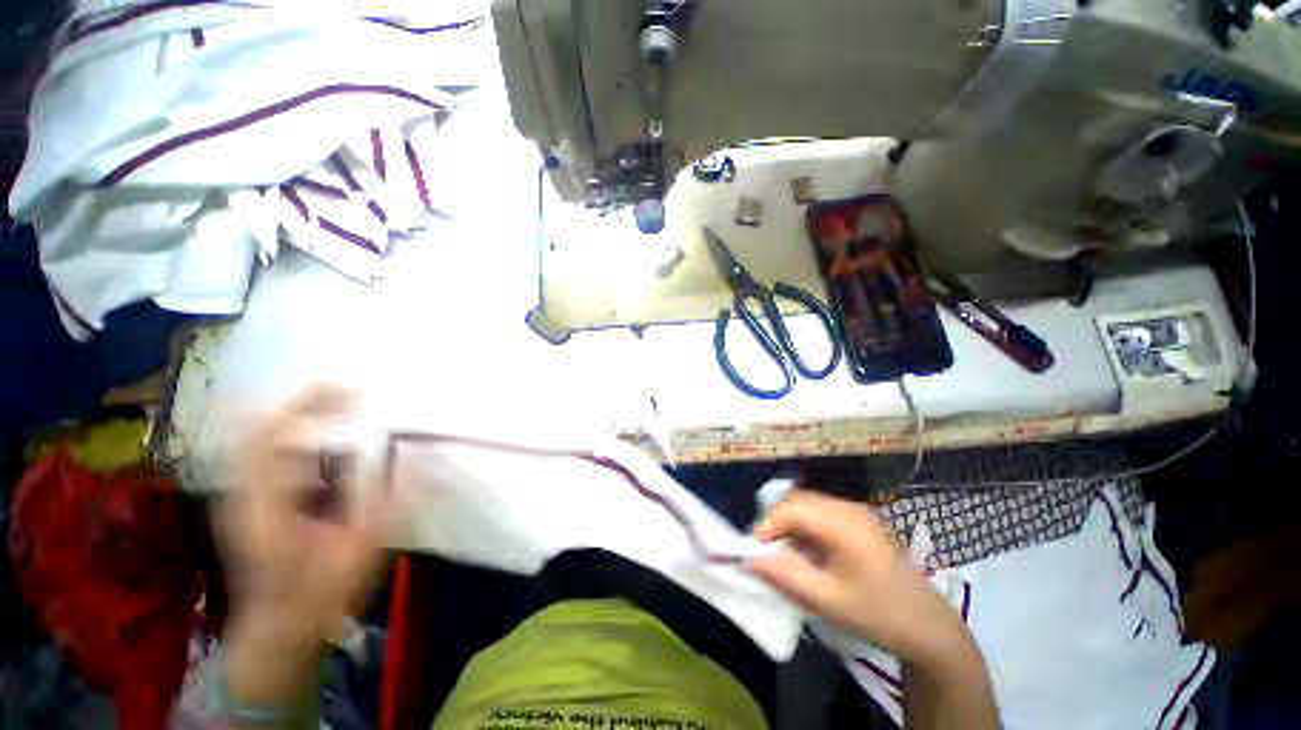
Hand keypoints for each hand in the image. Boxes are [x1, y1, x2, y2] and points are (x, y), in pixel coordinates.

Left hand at [214, 385, 393, 705]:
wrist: (277, 629)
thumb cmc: (317, 597)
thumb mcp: (359, 554)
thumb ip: (381, 505)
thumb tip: (402, 458)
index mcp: (266, 510)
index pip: (269, 441)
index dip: (302, 407)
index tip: (344, 388)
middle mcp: (244, 497)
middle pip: (257, 431)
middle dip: (300, 403)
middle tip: (345, 388)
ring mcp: (241, 499)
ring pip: (257, 440)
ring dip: (295, 415)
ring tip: (336, 402)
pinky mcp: (249, 503)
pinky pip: (263, 455)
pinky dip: (291, 435)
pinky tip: (321, 434)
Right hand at [748, 490, 962, 662]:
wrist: (929, 627)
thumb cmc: (878, 614)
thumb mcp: (827, 600)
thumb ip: (784, 575)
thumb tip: (749, 558)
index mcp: (843, 524)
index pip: (791, 508)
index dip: (767, 525)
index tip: (755, 550)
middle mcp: (848, 508)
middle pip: (798, 501)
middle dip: (776, 522)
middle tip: (768, 552)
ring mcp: (856, 512)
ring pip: (807, 505)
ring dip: (790, 525)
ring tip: (787, 555)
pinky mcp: (859, 521)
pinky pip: (820, 513)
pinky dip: (805, 528)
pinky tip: (810, 554)